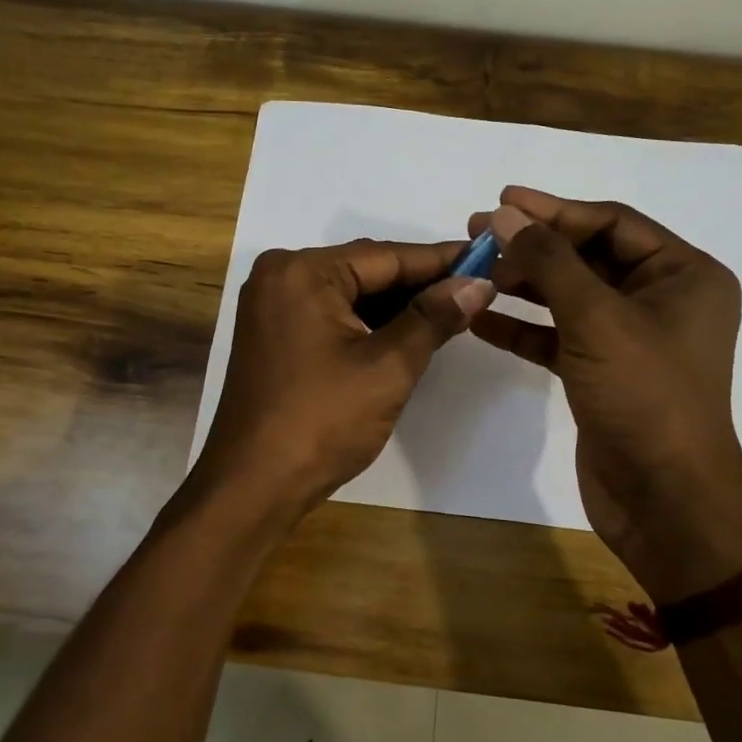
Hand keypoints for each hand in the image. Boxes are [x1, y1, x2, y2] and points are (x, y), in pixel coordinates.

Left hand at [193, 238, 494, 520]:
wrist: (254, 485)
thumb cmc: (322, 422)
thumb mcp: (388, 367)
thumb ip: (433, 318)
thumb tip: (479, 283)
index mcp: (302, 272)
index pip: (386, 256)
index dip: (441, 260)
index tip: (487, 258)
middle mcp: (281, 276)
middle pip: (366, 271)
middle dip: (420, 284)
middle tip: (475, 288)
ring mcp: (272, 306)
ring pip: (350, 294)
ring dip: (396, 305)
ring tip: (451, 310)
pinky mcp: (274, 335)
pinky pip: (331, 314)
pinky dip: (369, 322)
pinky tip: (407, 332)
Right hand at [469, 188, 741, 602]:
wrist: (664, 499)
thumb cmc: (644, 395)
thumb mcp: (596, 318)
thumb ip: (549, 261)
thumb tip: (505, 214)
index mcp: (683, 274)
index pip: (611, 223)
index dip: (554, 210)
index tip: (501, 201)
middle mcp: (662, 300)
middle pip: (588, 257)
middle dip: (533, 246)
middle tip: (476, 234)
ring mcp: (630, 339)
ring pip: (569, 296)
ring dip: (523, 284)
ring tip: (472, 270)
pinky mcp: (602, 373)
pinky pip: (558, 336)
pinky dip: (523, 327)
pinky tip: (480, 320)